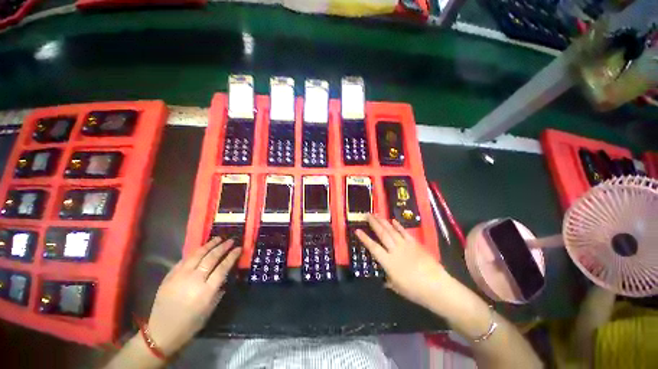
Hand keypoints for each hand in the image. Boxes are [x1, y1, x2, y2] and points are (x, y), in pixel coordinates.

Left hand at [146, 237, 240, 354]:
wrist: (161, 332)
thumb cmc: (190, 324)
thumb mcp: (210, 310)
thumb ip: (219, 290)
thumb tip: (224, 276)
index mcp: (206, 291)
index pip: (223, 267)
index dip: (232, 256)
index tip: (238, 248)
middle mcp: (194, 280)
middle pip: (211, 258)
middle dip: (222, 247)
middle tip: (230, 240)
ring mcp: (180, 277)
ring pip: (197, 255)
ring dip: (209, 245)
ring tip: (218, 238)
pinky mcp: (169, 276)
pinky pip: (184, 260)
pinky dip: (194, 253)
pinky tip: (201, 249)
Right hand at [355, 214, 447, 308]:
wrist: (437, 287)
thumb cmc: (415, 290)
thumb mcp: (397, 287)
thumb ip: (388, 279)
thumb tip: (384, 277)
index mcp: (388, 262)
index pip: (373, 247)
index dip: (364, 238)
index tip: (357, 230)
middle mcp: (395, 250)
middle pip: (382, 234)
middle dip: (373, 223)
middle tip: (367, 214)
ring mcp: (405, 245)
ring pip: (391, 230)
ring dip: (383, 221)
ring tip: (376, 214)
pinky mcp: (415, 244)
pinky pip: (404, 232)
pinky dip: (398, 226)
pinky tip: (393, 220)